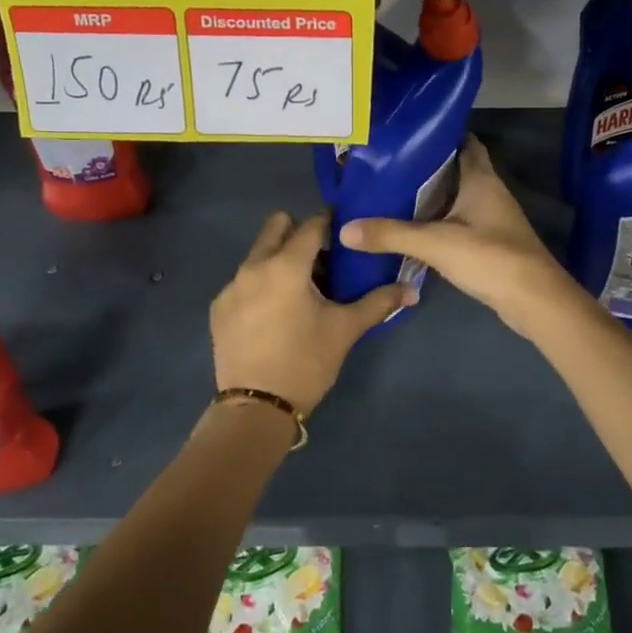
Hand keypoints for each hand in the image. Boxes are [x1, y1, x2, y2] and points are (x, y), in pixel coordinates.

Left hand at [210, 211, 414, 415]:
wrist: (257, 407)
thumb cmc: (306, 362)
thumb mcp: (345, 330)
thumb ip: (379, 302)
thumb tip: (412, 289)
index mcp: (286, 265)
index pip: (311, 225)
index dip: (331, 226)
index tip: (344, 240)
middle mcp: (254, 266)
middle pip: (276, 227)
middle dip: (299, 234)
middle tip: (320, 261)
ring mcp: (231, 286)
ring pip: (258, 254)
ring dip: (279, 260)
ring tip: (298, 293)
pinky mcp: (219, 307)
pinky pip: (243, 280)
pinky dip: (260, 285)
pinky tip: (273, 315)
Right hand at [338, 137, 586, 337]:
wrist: (534, 300)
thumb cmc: (490, 257)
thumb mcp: (435, 243)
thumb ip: (391, 235)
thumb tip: (345, 230)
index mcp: (481, 178)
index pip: (464, 142)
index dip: (439, 134)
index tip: (406, 133)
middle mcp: (489, 192)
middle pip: (456, 169)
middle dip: (425, 166)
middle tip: (387, 165)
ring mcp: (491, 219)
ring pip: (456, 197)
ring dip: (430, 195)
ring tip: (390, 193)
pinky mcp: (489, 243)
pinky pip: (458, 222)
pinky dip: (437, 221)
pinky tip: (412, 229)